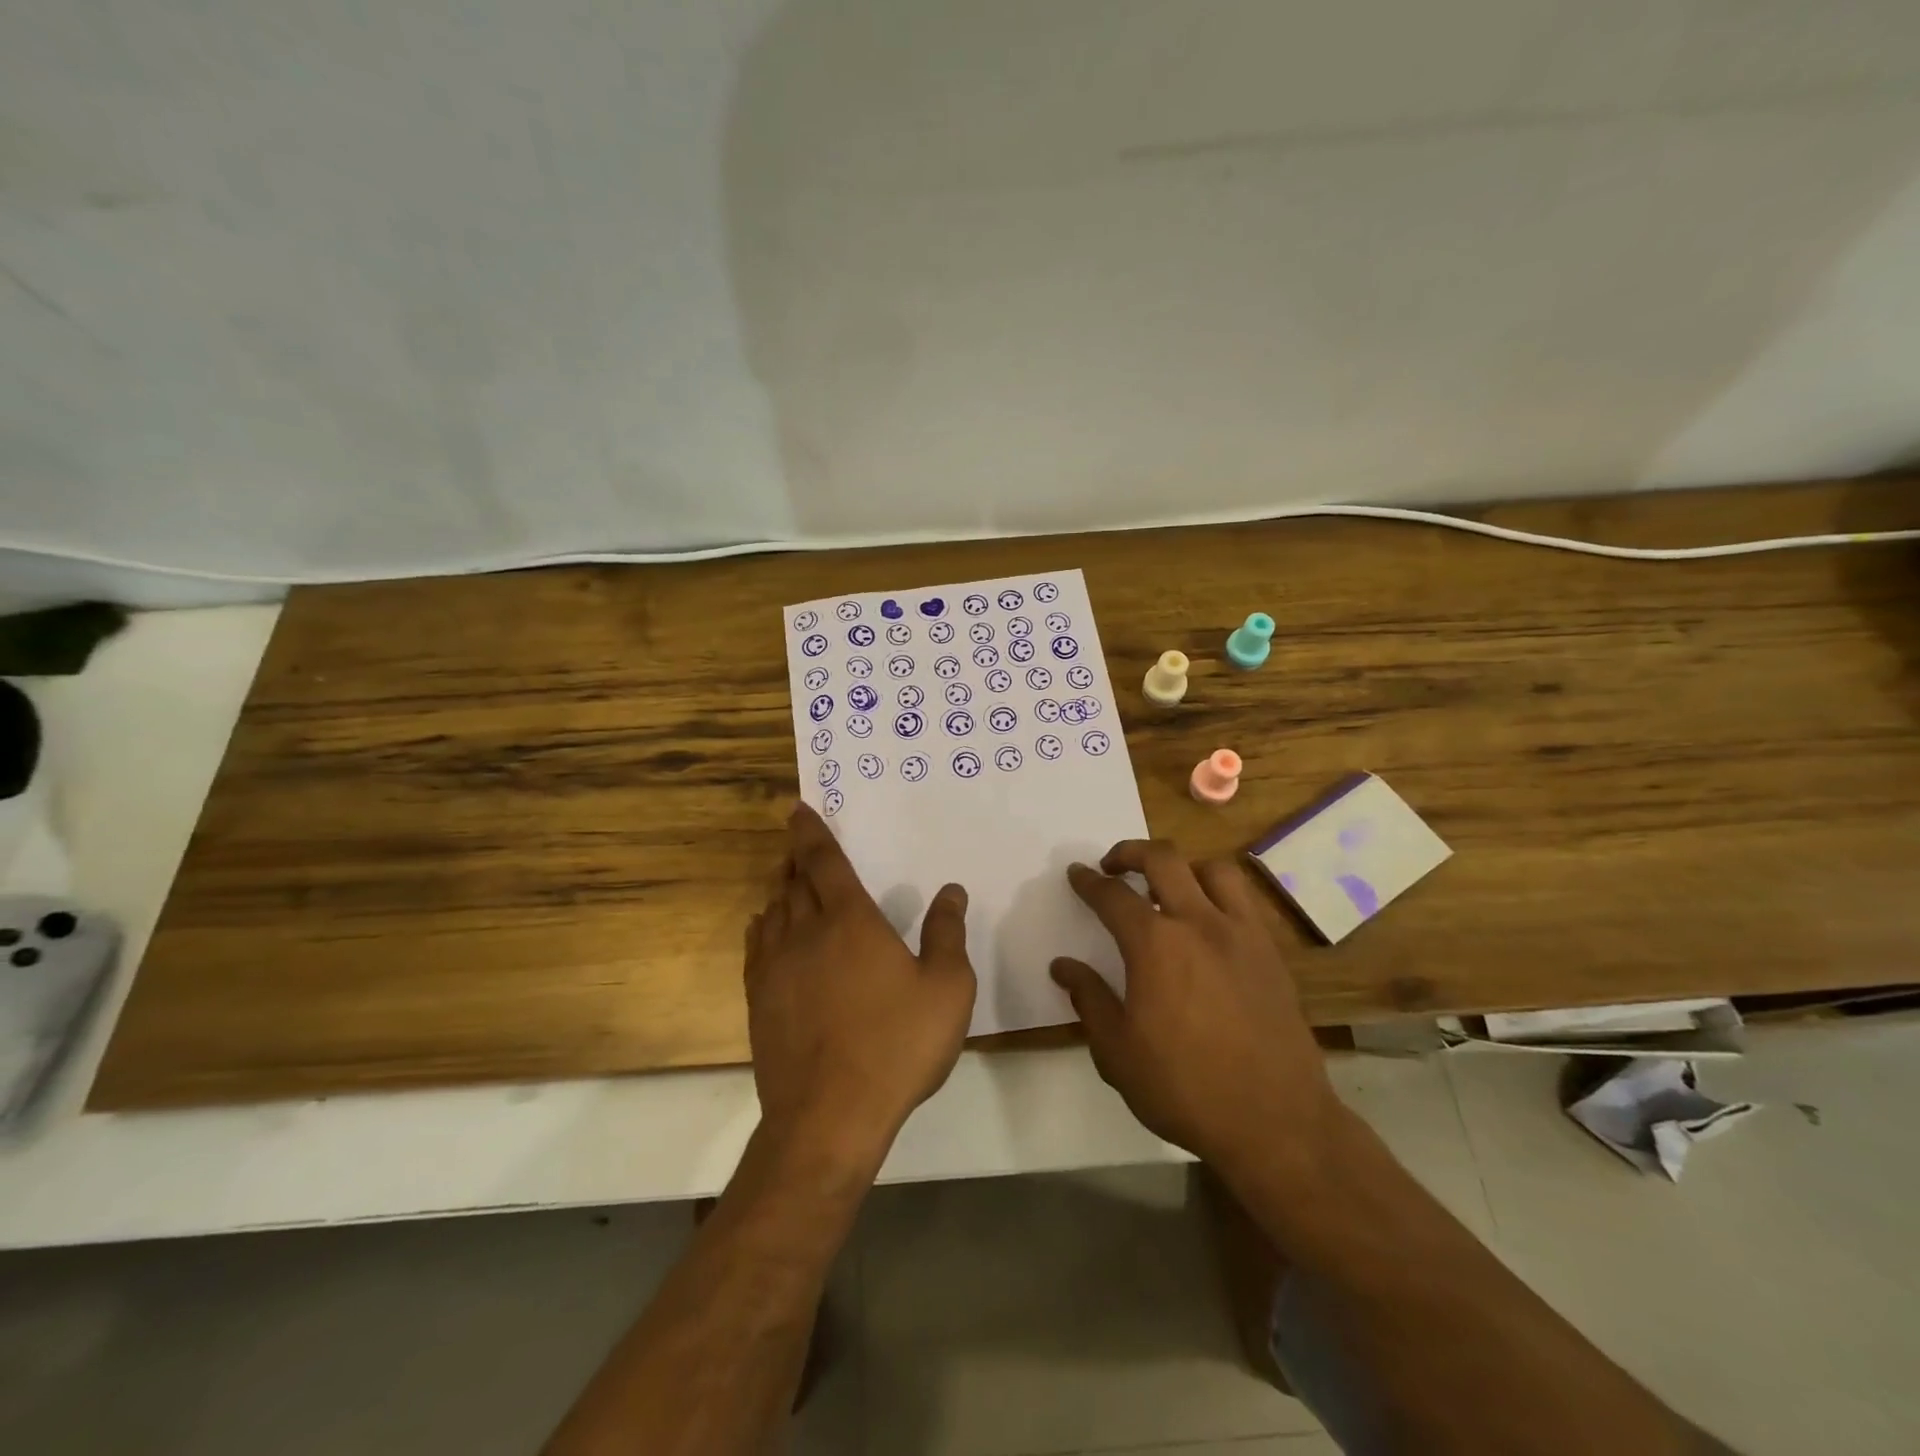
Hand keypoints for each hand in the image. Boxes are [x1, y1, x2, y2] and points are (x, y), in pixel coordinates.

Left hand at [744, 804, 976, 1166]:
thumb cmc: (896, 1045)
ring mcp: (776, 966)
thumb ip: (947, 934)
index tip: (797, 809)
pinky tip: (766, 927)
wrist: (828, 1116)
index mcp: (850, 921)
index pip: (825, 861)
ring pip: (772, 910)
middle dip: (795, 857)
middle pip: (794, 881)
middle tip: (798, 843)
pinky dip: (762, 926)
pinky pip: (756, 946)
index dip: (811, 832)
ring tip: (788, 880)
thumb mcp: (946, 988)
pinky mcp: (759, 1000)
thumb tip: (951, 891)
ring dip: (780, 888)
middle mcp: (806, 932)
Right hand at [1050, 841, 1340, 1174]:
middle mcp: (1198, 923)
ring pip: (1212, 869)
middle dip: (1130, 852)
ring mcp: (1241, 934)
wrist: (1275, 1122)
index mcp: (1154, 945)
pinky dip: (1218, 894)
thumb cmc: (1184, 1088)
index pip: (1112, 896)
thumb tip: (1063, 966)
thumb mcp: (1117, 1052)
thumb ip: (1089, 999)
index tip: (1077, 874)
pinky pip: (1243, 900)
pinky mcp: (1270, 953)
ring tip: (1168, 887)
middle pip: (1163, 859)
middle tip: (1114, 866)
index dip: (1089, 882)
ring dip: (1182, 867)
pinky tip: (1208, 922)